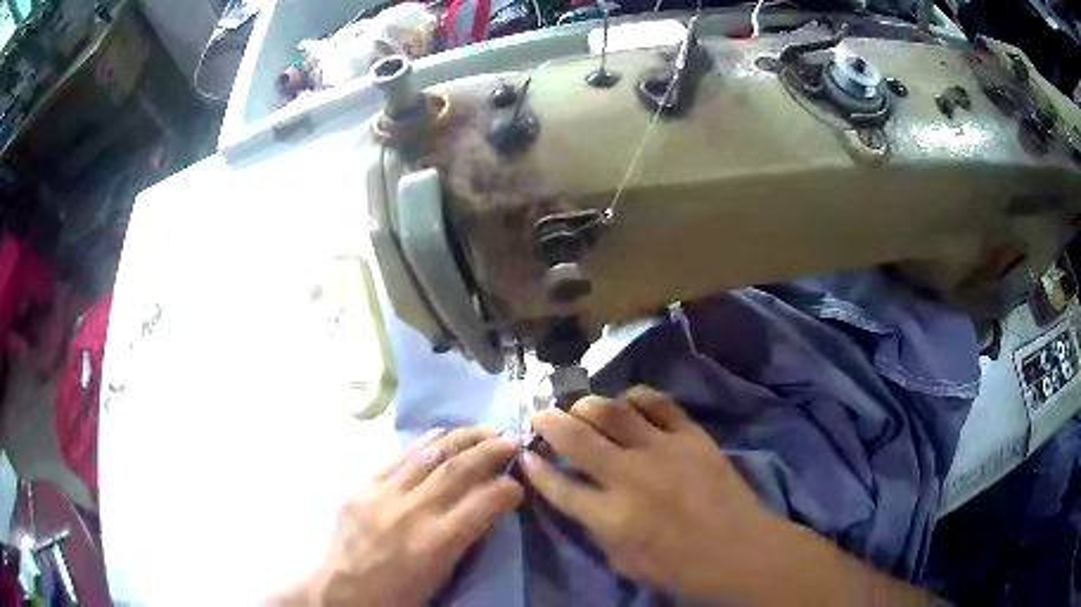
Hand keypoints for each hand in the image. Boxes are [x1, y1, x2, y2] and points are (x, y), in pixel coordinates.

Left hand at [273, 427, 522, 606]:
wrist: (341, 591)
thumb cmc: (397, 595)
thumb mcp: (441, 575)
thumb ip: (465, 538)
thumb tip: (486, 506)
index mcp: (435, 543)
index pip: (483, 503)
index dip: (508, 488)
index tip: (519, 484)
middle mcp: (411, 512)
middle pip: (458, 470)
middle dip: (491, 450)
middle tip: (514, 439)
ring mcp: (382, 494)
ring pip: (429, 454)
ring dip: (462, 437)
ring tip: (484, 429)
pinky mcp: (362, 485)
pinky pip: (398, 455)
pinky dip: (425, 442)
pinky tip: (441, 434)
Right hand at [523, 387, 937, 605]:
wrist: (738, 550)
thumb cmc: (679, 567)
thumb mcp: (624, 561)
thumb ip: (596, 528)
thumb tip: (581, 498)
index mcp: (610, 516)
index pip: (558, 485)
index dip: (536, 467)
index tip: (525, 453)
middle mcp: (630, 477)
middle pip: (577, 438)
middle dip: (549, 422)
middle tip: (540, 415)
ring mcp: (663, 451)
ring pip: (614, 411)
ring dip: (588, 405)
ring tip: (580, 407)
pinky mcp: (692, 436)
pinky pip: (659, 403)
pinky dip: (637, 398)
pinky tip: (628, 401)